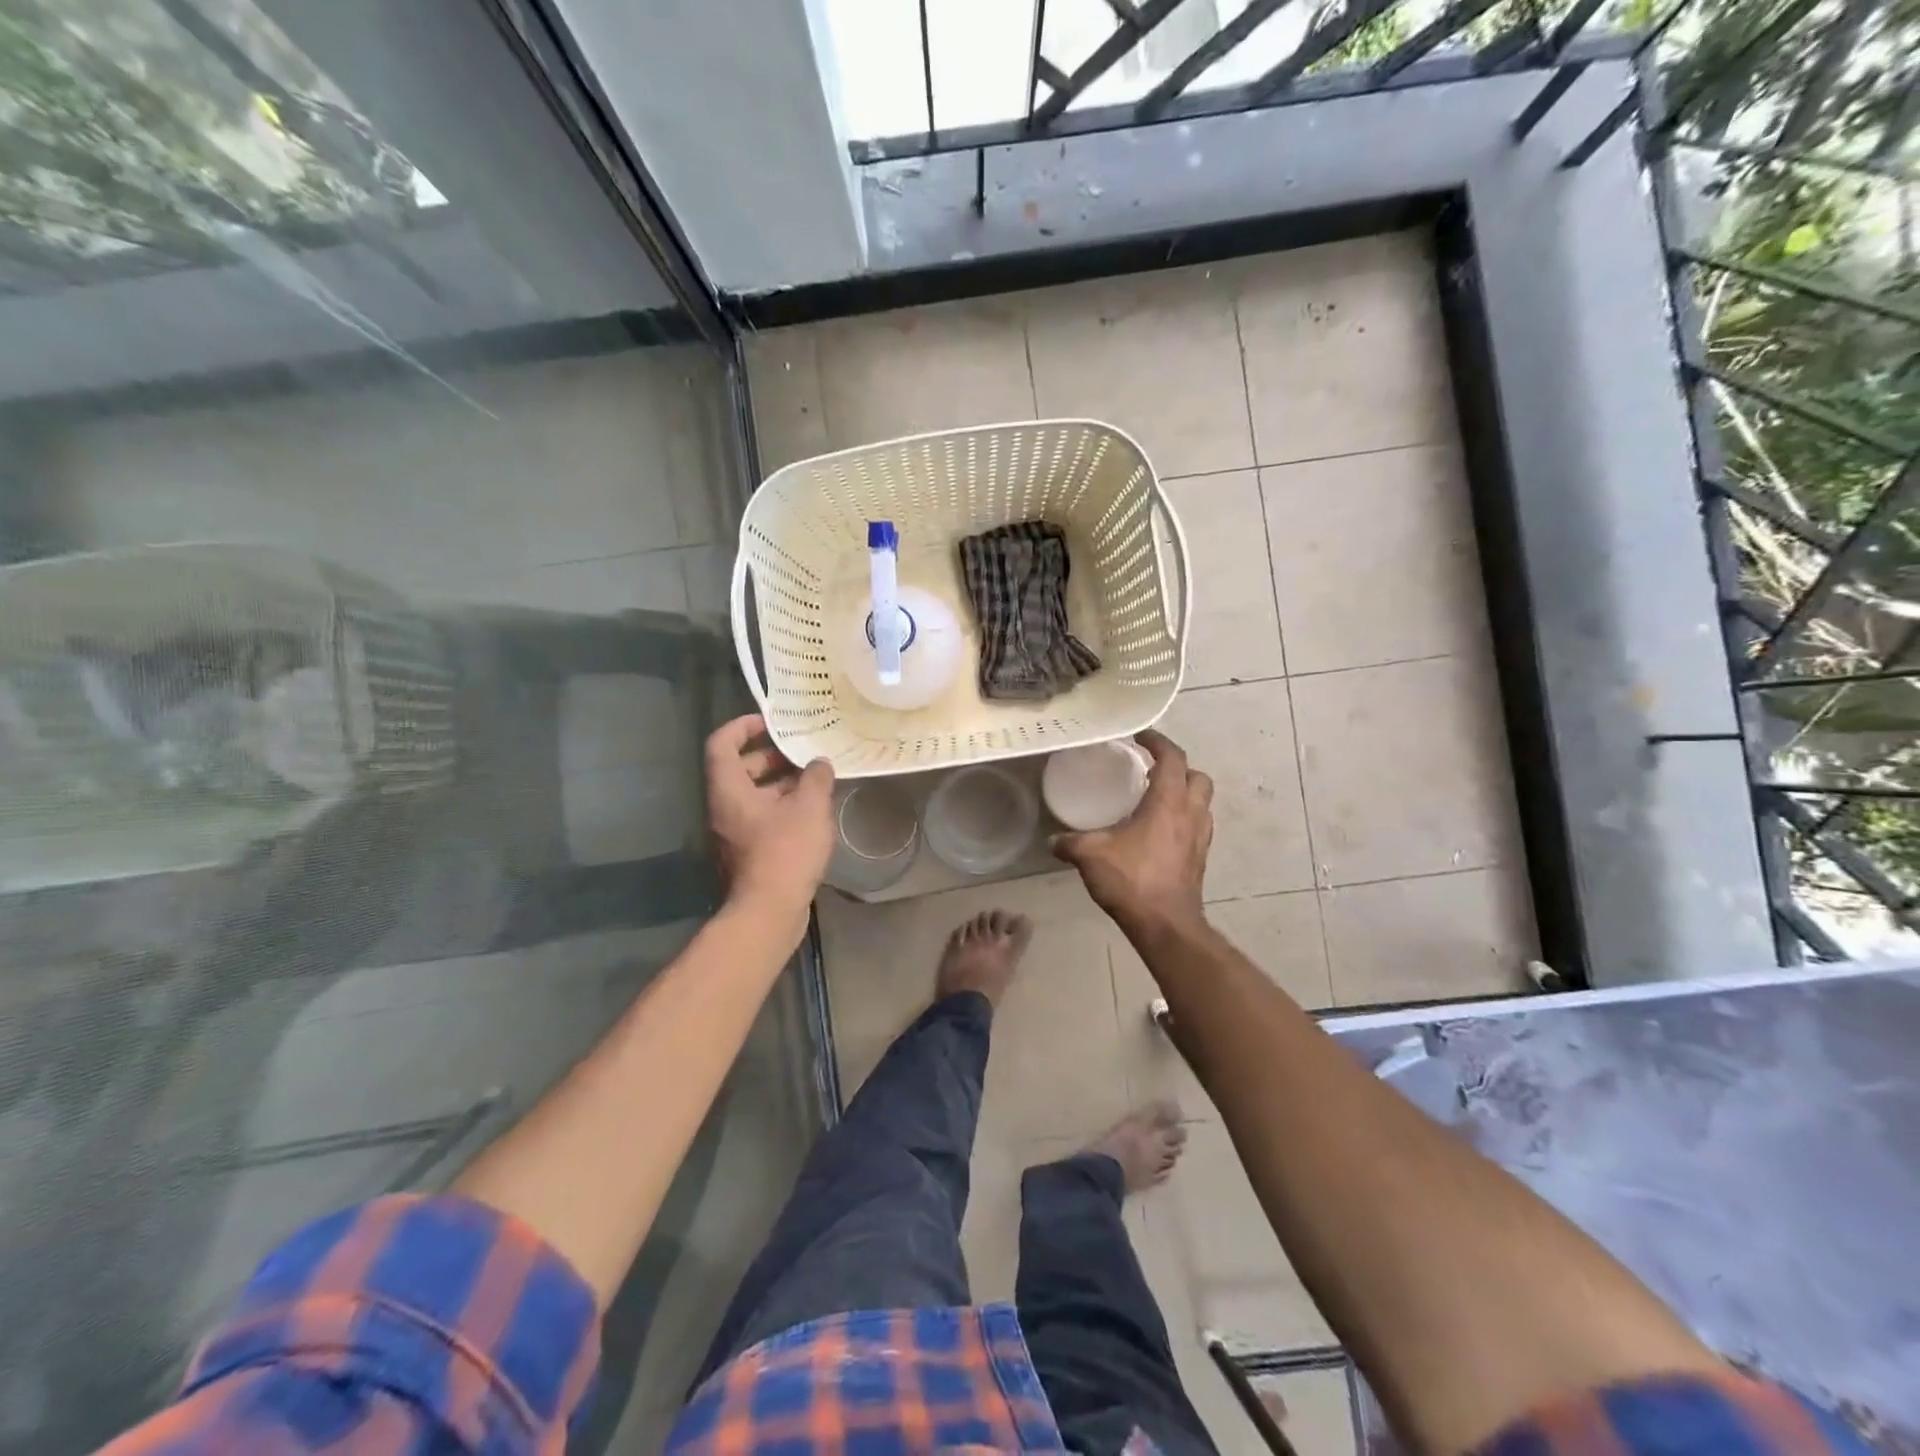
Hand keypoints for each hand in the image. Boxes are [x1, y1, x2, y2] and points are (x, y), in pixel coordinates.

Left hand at [705, 715, 835, 924]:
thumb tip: (819, 763)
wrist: (769, 911)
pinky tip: (812, 810)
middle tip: (801, 750)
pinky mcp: (747, 851)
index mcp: (728, 789)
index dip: (742, 726)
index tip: (770, 722)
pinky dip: (782, 805)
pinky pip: (761, 815)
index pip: (721, 743)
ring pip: (752, 794)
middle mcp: (724, 807)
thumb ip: (816, 778)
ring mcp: (733, 831)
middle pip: (739, 768)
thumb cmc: (785, 851)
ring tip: (815, 777)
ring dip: (780, 782)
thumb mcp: (809, 807)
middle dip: (770, 754)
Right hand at [1052, 730, 1212, 938]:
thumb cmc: (1132, 880)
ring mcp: (1199, 837)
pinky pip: (1198, 825)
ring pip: (1202, 802)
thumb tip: (1053, 840)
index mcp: (1167, 802)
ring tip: (1157, 798)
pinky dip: (1185, 818)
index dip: (1158, 742)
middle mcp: (1190, 814)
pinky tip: (1161, 831)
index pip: (1172, 758)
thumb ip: (1069, 843)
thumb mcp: (1091, 855)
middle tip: (1151, 770)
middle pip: (1197, 776)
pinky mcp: (1200, 858)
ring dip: (1185, 792)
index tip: (1141, 737)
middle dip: (1178, 767)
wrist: (1166, 925)